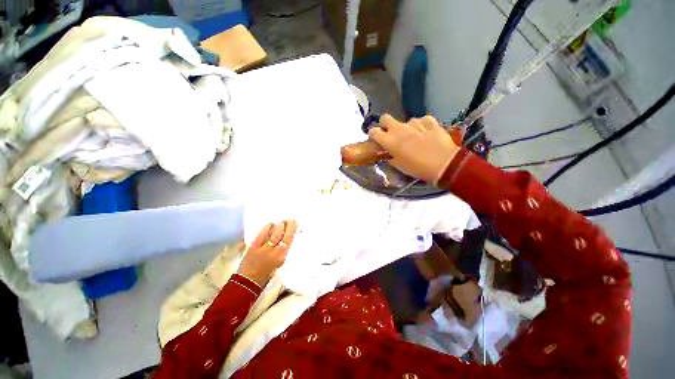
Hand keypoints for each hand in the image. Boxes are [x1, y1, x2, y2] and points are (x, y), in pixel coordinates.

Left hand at [237, 221, 297, 286]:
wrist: (249, 282)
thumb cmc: (267, 274)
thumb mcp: (279, 263)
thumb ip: (283, 251)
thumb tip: (286, 237)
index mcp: (282, 257)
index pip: (289, 240)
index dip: (292, 230)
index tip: (294, 223)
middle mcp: (274, 252)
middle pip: (283, 235)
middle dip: (286, 225)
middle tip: (289, 220)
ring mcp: (263, 249)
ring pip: (274, 234)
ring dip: (278, 226)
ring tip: (281, 222)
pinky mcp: (253, 247)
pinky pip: (262, 235)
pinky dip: (267, 228)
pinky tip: (270, 224)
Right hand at [368, 114, 459, 183]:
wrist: (444, 164)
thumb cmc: (417, 168)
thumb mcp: (399, 166)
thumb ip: (390, 157)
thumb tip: (389, 154)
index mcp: (389, 140)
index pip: (373, 131)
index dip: (374, 135)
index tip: (377, 139)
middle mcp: (398, 128)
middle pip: (385, 118)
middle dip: (385, 124)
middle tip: (391, 134)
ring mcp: (414, 122)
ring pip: (405, 121)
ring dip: (407, 129)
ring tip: (415, 139)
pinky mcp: (429, 120)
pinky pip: (421, 121)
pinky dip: (422, 127)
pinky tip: (427, 134)